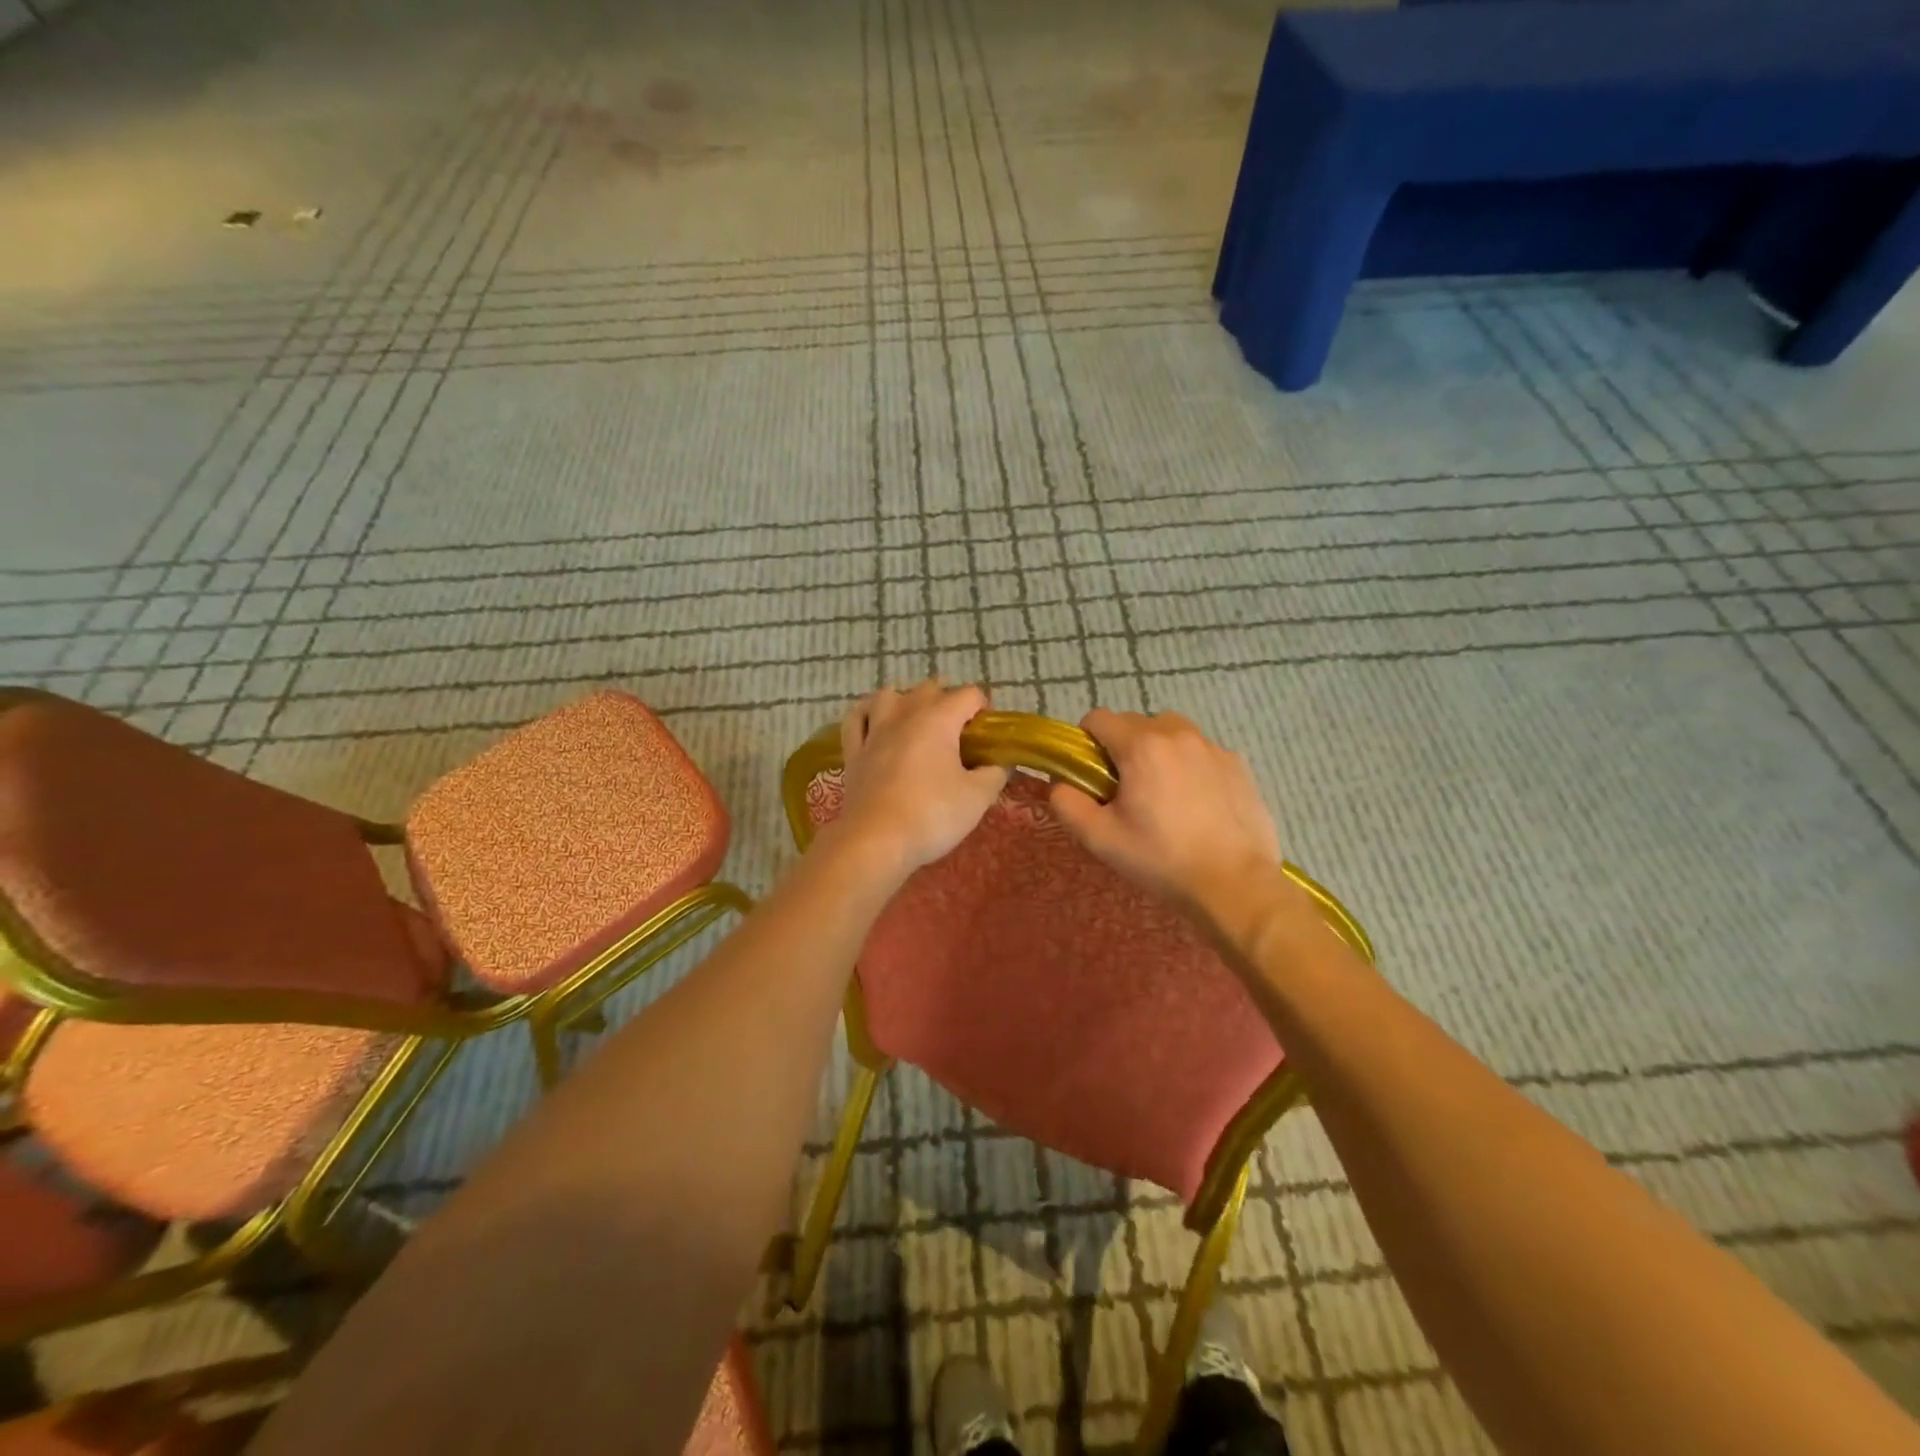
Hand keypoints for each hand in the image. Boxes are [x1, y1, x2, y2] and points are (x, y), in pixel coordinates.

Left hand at [826, 681, 1008, 879]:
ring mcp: (875, 730)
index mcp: (939, 719)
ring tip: (917, 722)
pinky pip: (857, 718)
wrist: (876, 841)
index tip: (988, 736)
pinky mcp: (853, 751)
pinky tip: (875, 723)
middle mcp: (905, 714)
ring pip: (889, 695)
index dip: (984, 710)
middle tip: (959, 736)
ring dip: (906, 701)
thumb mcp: (978, 798)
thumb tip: (999, 764)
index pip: (969, 695)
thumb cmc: (932, 814)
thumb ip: (994, 774)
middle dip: (948, 702)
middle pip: (930, 689)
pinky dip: (868, 714)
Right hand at [1050, 708, 1281, 912]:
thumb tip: (1060, 783)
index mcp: (1141, 746)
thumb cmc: (1161, 859)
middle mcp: (1177, 733)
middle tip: (1125, 791)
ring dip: (1157, 751)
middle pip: (1134, 723)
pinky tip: (1195, 803)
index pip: (1098, 718)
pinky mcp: (1237, 763)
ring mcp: (1212, 746)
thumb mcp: (1100, 838)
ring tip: (1162, 793)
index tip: (1092, 776)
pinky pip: (1200, 751)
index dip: (1086, 743)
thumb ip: (1067, 803)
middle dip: (1122, 748)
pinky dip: (1189, 765)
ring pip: (1170, 732)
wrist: (1234, 884)